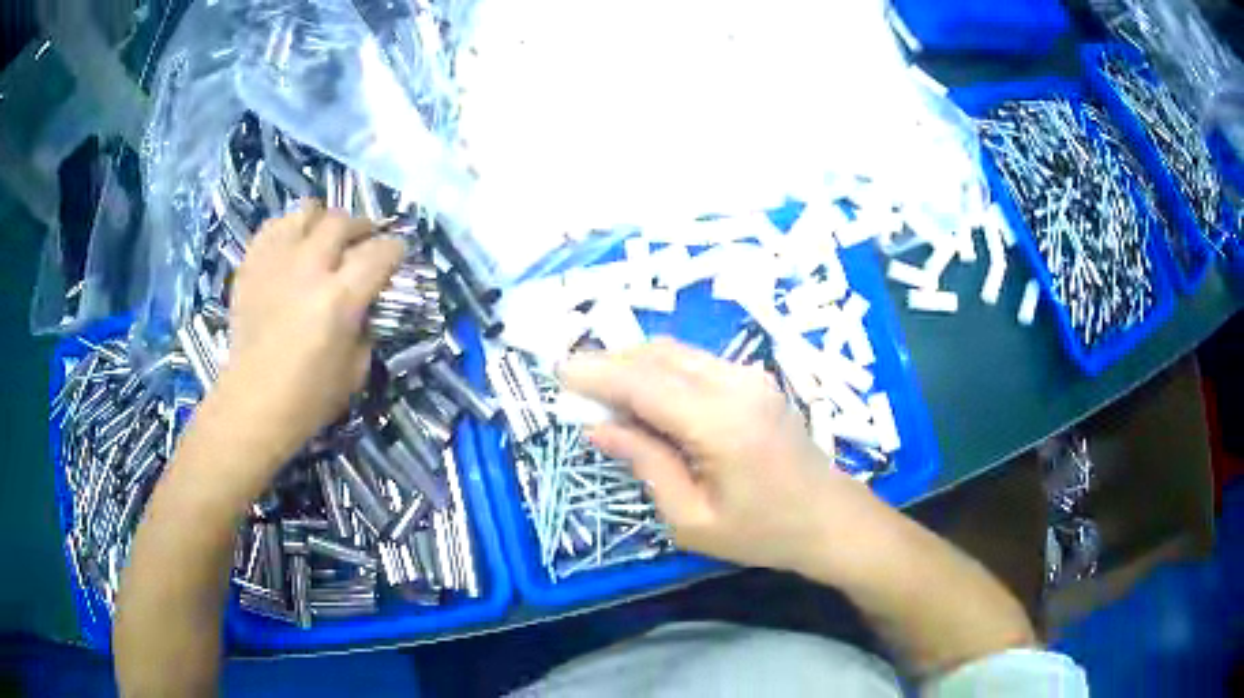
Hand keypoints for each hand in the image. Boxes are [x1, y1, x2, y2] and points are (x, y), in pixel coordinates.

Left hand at [223, 200, 405, 460]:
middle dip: (362, 227)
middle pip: (343, 221)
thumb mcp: (356, 369)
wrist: (253, 404)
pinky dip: (288, 229)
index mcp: (340, 298)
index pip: (380, 252)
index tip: (397, 254)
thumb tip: (365, 304)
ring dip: (322, 220)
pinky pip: (273, 227)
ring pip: (306, 211)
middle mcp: (309, 268)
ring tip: (324, 237)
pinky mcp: (251, 265)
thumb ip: (365, 328)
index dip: (396, 249)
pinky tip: (292, 247)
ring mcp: (276, 262)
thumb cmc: (308, 397)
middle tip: (363, 241)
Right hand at [559, 337, 875, 572]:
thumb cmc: (762, 532)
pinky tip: (645, 397)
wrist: (829, 518)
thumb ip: (646, 464)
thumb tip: (600, 428)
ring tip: (602, 393)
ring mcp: (749, 377)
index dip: (597, 375)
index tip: (557, 373)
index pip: (644, 383)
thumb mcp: (692, 519)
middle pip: (657, 356)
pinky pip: (694, 363)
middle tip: (574, 387)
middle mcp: (735, 385)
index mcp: (721, 424)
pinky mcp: (754, 380)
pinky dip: (659, 371)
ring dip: (633, 364)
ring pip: (675, 353)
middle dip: (609, 364)